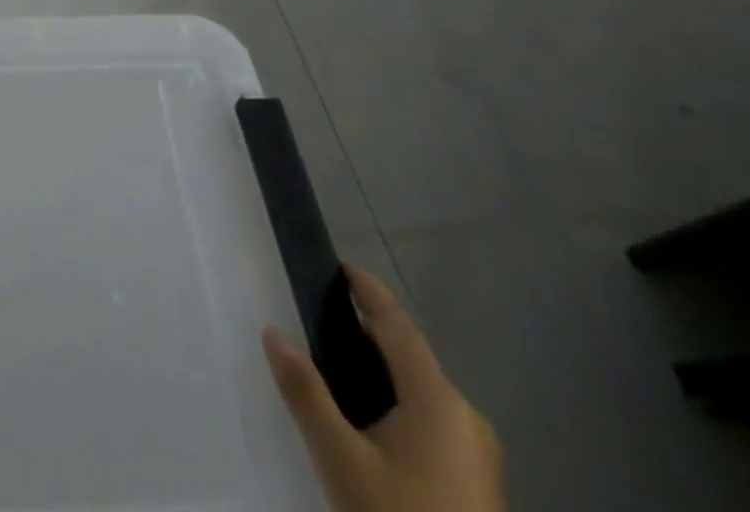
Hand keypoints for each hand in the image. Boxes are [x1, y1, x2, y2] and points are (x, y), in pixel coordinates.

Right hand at [263, 265, 503, 511]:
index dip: (368, 291)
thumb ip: (306, 392)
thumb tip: (272, 331)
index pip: (398, 324)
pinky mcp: (477, 485)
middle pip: (409, 356)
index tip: (340, 265)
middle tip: (321, 318)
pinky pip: (431, 422)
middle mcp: (466, 417)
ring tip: (335, 366)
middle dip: (367, 332)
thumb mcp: (341, 459)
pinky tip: (368, 422)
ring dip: (381, 371)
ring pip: (421, 392)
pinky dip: (397, 403)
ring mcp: (477, 455)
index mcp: (439, 399)